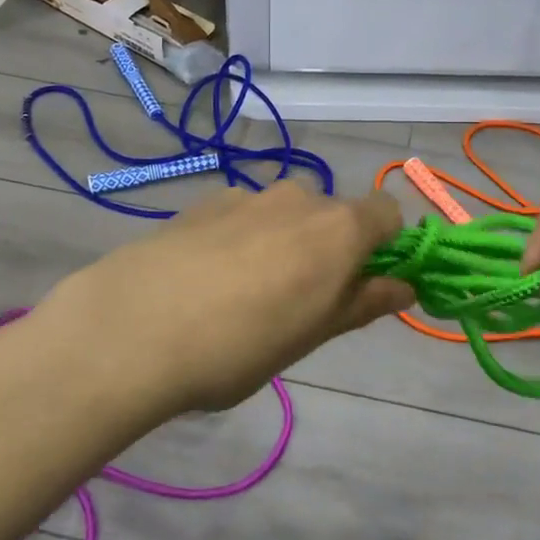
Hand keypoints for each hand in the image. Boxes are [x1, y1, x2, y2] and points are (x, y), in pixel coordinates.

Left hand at [33, 182, 412, 415]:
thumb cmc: (242, 344)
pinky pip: (244, 214)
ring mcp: (247, 194)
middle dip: (332, 248)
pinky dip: (243, 237)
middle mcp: (299, 197)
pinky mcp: (203, 201)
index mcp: (338, 228)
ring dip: (285, 242)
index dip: (387, 246)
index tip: (366, 284)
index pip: (388, 213)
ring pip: (287, 214)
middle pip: (335, 213)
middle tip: (303, 301)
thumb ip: (364, 303)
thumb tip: (406, 286)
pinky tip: (208, 278)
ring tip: (247, 293)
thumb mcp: (313, 334)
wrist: (133, 327)